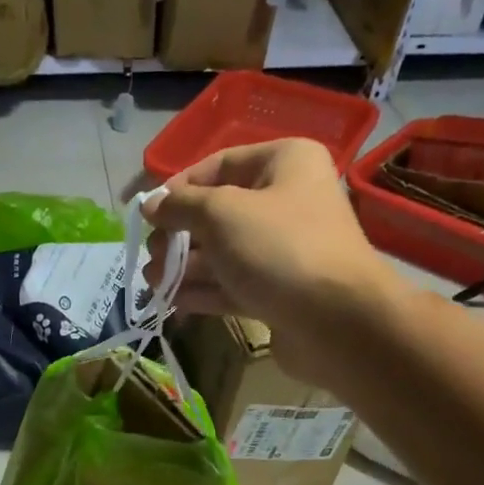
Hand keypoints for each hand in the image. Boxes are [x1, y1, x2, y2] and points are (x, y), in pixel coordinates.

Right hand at [144, 138, 402, 385]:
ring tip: (152, 282)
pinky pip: (233, 285)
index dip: (178, 187)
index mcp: (284, 163)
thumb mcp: (221, 213)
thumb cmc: (279, 248)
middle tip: (152, 255)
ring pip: (223, 253)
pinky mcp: (279, 292)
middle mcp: (287, 201)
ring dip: (184, 266)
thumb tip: (150, 205)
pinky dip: (204, 291)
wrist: (336, 321)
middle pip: (218, 212)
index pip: (219, 164)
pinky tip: (173, 302)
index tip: (147, 214)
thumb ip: (180, 206)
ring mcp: (284, 251)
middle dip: (179, 235)